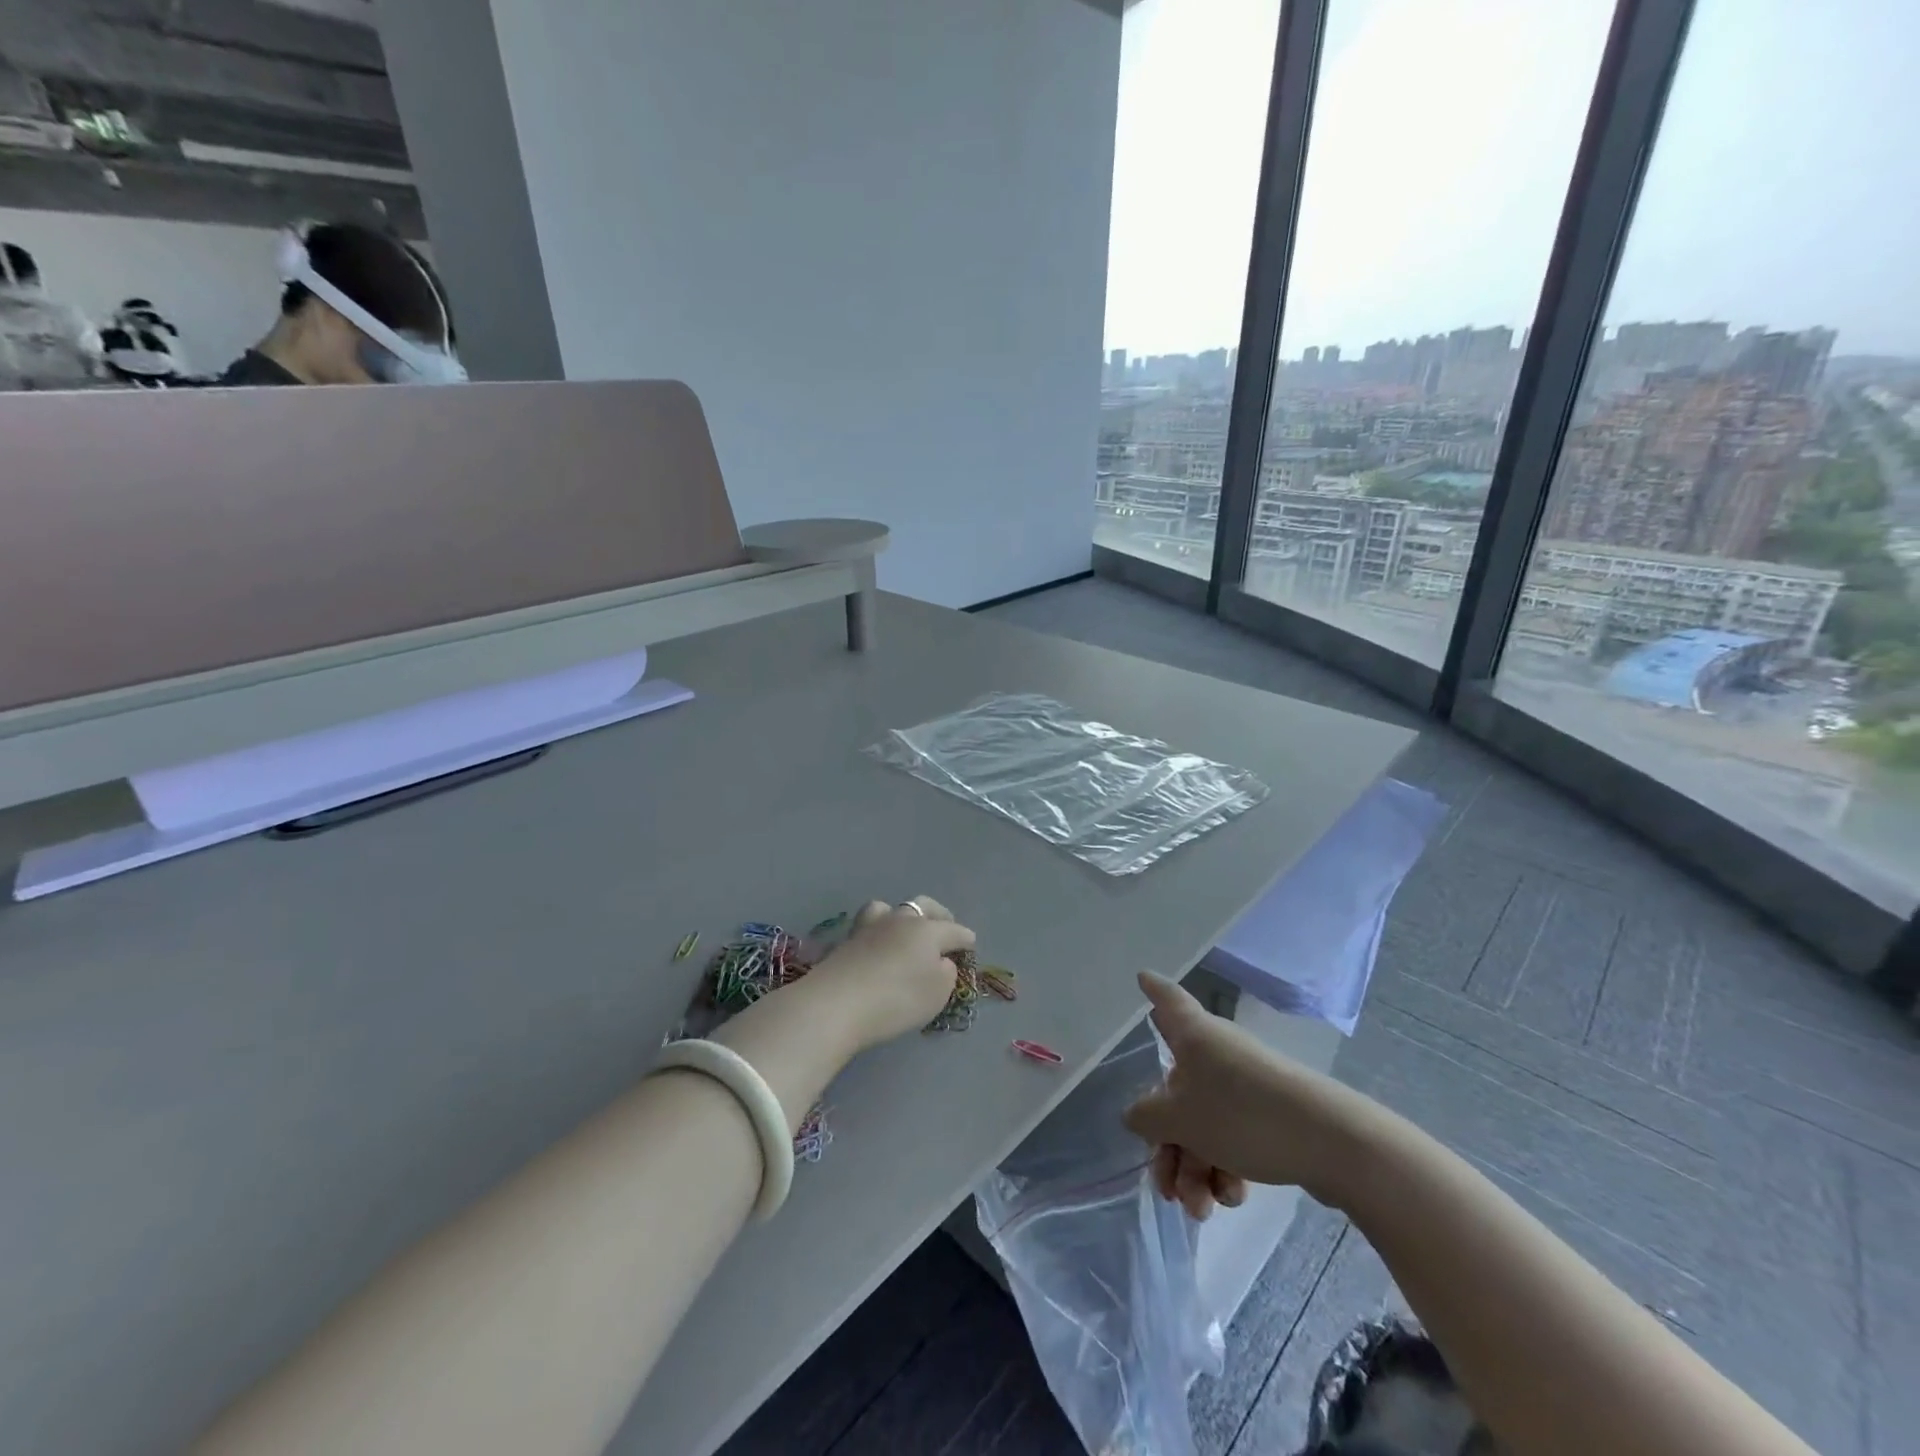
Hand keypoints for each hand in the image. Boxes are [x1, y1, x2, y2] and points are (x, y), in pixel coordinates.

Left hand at [806, 896, 974, 1052]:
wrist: (836, 1003)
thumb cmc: (897, 998)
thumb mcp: (937, 993)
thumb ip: (946, 973)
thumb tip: (940, 961)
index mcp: (928, 929)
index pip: (955, 930)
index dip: (966, 940)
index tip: (970, 947)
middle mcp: (900, 919)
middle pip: (923, 906)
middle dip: (938, 915)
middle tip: (943, 928)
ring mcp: (870, 926)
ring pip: (889, 908)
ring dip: (901, 916)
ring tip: (904, 931)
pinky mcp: (846, 940)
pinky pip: (869, 926)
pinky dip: (878, 932)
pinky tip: (877, 945)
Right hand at [1124, 971, 1368, 1215]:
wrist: (1331, 1143)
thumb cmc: (1241, 1114)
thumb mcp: (1179, 1119)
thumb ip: (1146, 1116)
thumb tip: (1136, 1114)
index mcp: (1192, 1036)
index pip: (1167, 1000)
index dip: (1153, 989)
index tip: (1142, 976)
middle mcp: (1216, 1052)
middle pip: (1176, 1091)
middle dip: (1168, 1146)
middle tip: (1166, 1188)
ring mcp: (1245, 1084)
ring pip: (1203, 1124)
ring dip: (1194, 1169)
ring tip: (1200, 1210)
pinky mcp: (1269, 1115)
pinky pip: (1232, 1137)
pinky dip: (1225, 1168)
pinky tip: (1231, 1198)